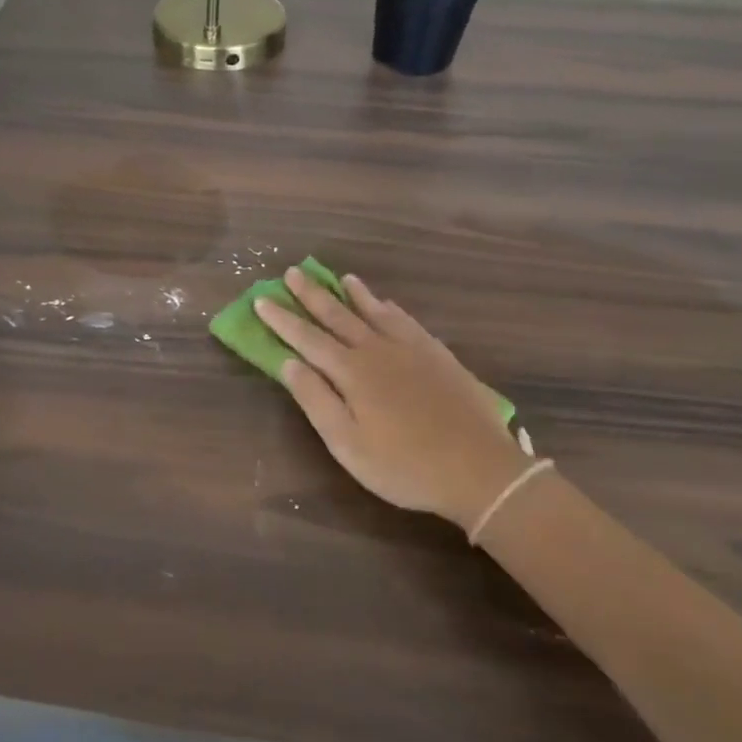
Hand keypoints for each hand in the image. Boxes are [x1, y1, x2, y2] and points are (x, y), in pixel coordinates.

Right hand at [256, 268, 529, 534]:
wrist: (480, 469)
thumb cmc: (404, 465)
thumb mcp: (348, 444)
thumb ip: (316, 400)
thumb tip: (287, 362)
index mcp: (351, 372)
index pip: (307, 339)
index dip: (282, 320)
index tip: (261, 300)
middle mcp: (377, 350)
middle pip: (338, 316)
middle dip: (312, 295)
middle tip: (293, 272)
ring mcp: (411, 349)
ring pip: (374, 312)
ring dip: (353, 294)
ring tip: (340, 277)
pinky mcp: (437, 355)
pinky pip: (406, 320)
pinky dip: (390, 308)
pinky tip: (387, 304)